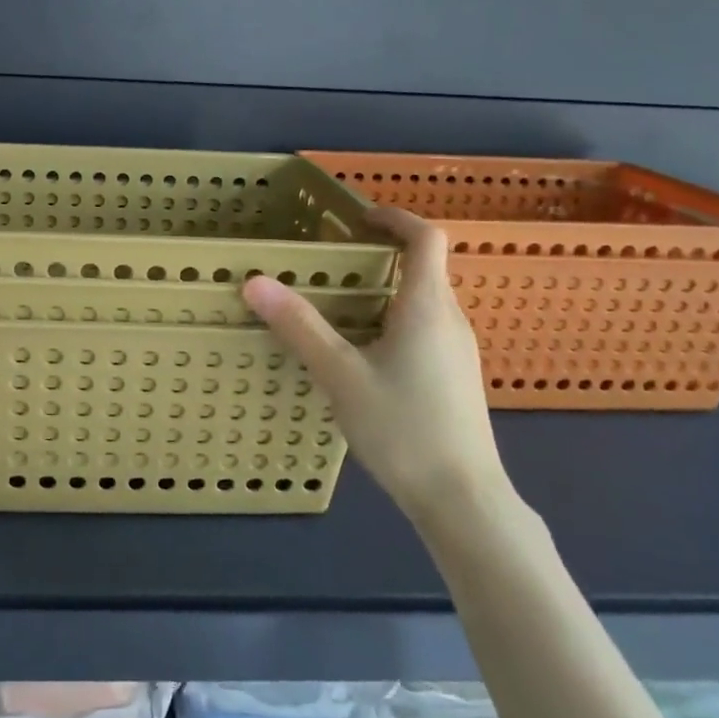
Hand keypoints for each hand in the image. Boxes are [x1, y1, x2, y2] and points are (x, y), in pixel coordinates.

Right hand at [242, 206, 510, 528]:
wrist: (463, 499)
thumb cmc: (403, 428)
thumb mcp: (340, 375)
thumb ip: (299, 326)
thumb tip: (255, 282)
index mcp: (428, 306)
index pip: (426, 238)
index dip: (395, 218)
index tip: (358, 217)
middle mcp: (450, 320)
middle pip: (424, 268)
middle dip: (380, 254)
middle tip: (332, 261)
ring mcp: (458, 351)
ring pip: (423, 302)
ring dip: (385, 290)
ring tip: (338, 305)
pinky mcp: (455, 378)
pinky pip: (425, 329)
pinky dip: (393, 320)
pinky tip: (362, 354)